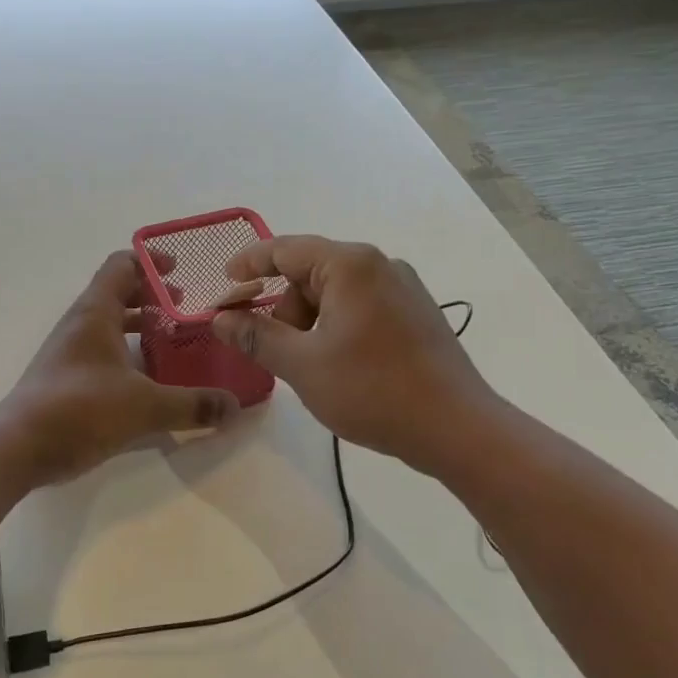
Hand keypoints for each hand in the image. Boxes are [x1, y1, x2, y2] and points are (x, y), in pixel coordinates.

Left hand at [0, 250, 239, 485]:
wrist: (17, 447)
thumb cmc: (79, 410)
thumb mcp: (144, 407)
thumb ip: (192, 404)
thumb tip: (234, 407)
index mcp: (95, 312)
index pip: (121, 265)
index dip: (151, 261)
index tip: (181, 270)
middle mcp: (79, 324)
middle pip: (117, 293)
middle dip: (152, 296)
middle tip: (186, 309)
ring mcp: (69, 351)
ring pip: (108, 324)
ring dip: (138, 326)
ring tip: (173, 341)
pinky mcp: (65, 378)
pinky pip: (101, 352)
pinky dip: (126, 353)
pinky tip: (148, 379)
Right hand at [211, 236, 495, 473]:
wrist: (457, 428)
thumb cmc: (373, 390)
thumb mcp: (302, 365)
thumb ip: (256, 336)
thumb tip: (220, 318)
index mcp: (350, 265)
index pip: (285, 249)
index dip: (249, 263)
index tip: (224, 281)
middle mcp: (380, 265)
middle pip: (310, 273)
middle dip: (283, 308)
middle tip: (271, 349)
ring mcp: (403, 288)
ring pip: (336, 293)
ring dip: (309, 322)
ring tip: (309, 367)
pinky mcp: (416, 313)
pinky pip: (361, 307)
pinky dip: (336, 327)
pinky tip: (338, 365)